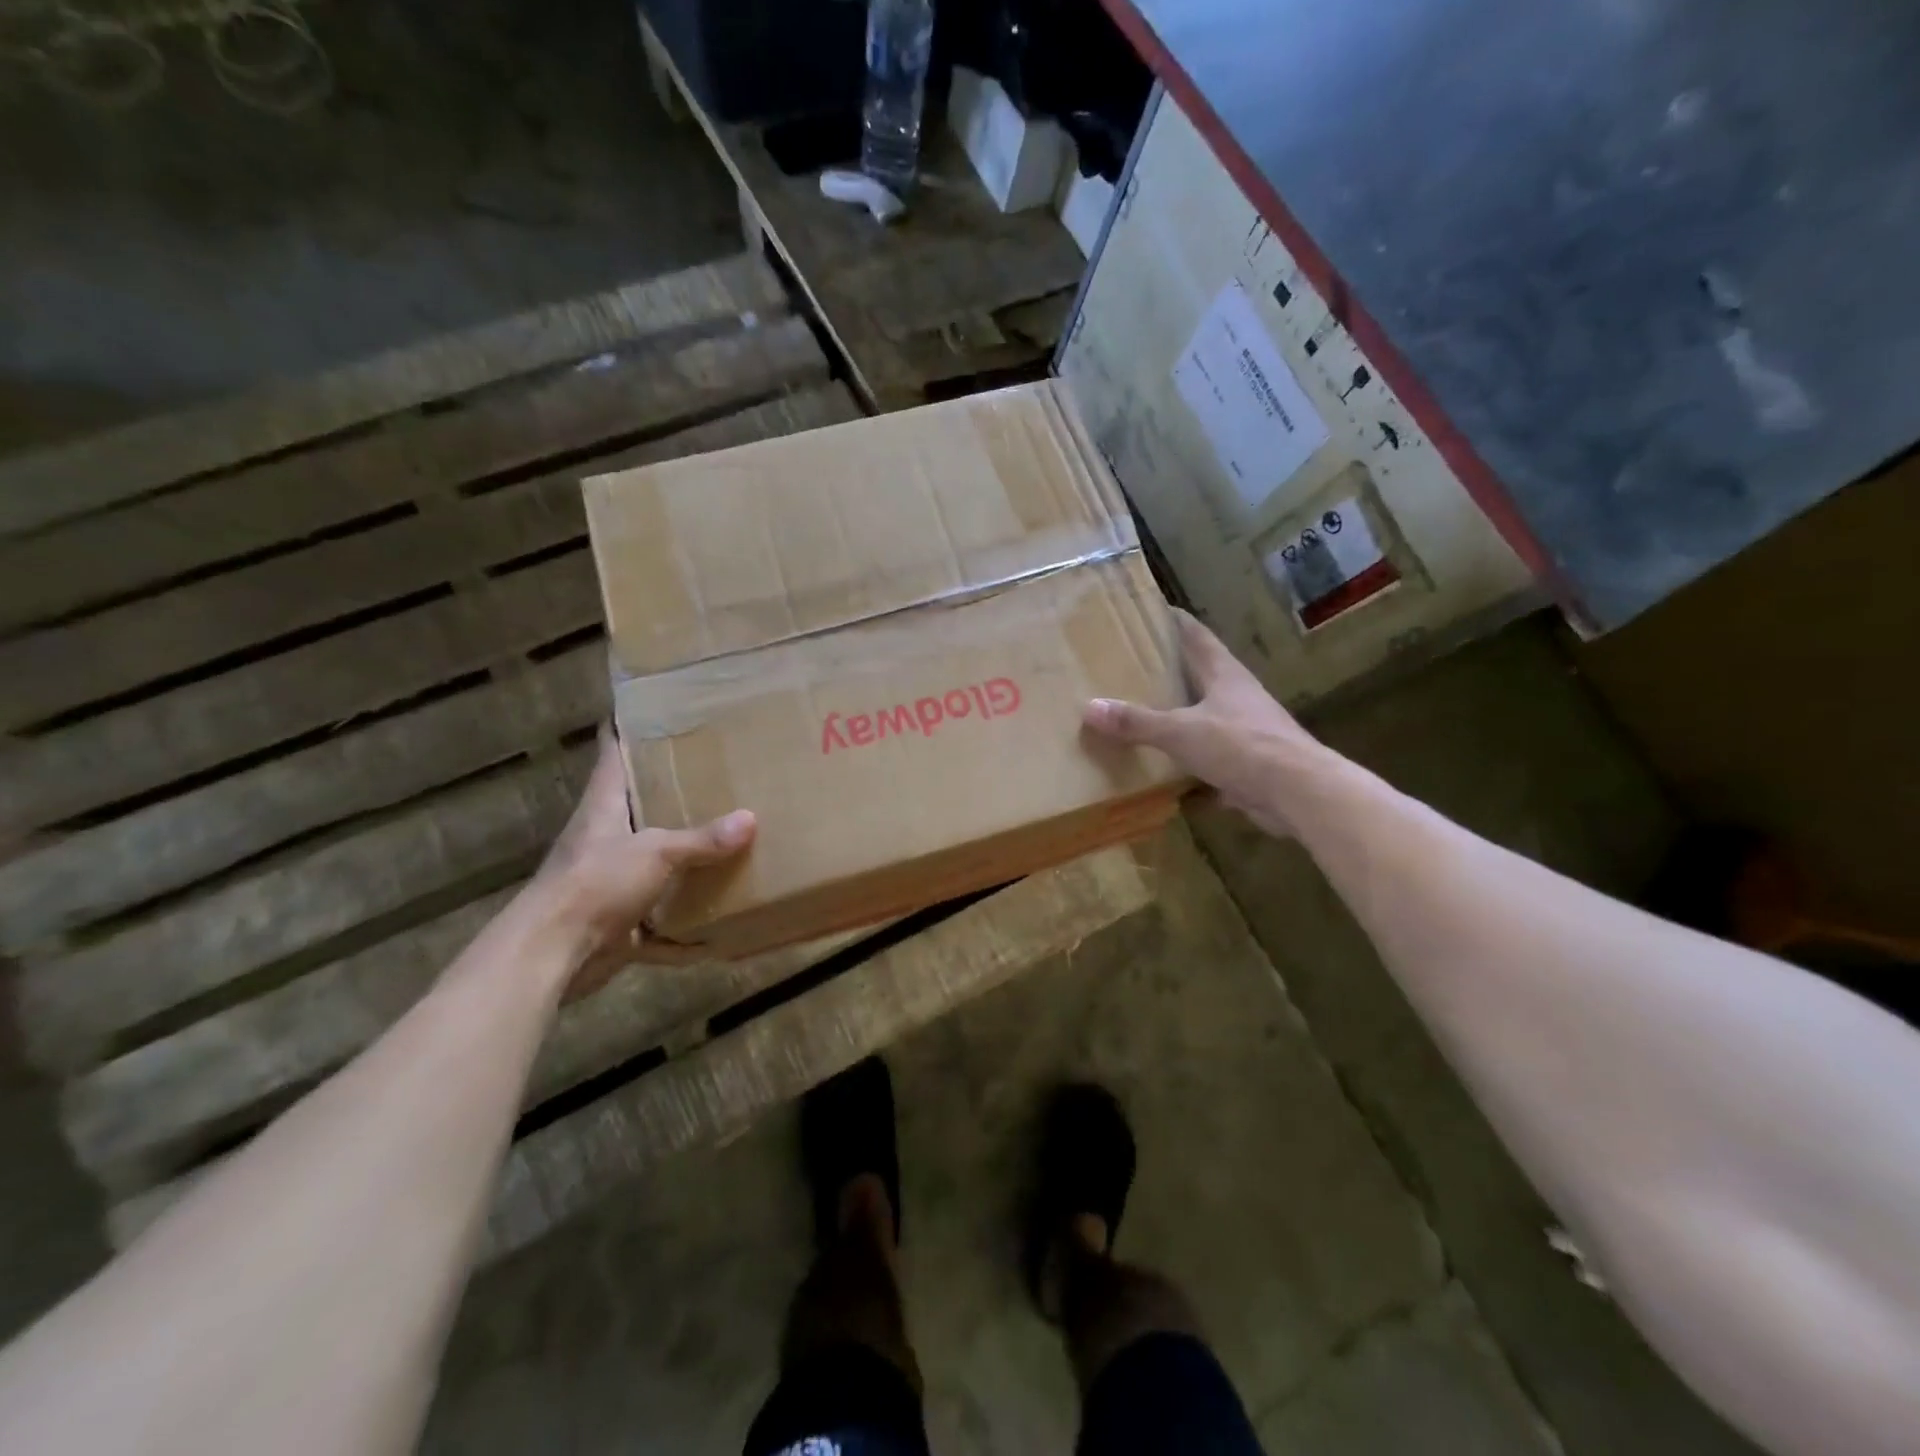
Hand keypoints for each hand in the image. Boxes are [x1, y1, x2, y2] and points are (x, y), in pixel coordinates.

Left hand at [532, 732, 754, 991]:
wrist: (551, 955)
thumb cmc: (595, 884)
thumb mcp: (655, 852)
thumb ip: (702, 839)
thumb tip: (750, 819)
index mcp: (604, 807)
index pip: (613, 754)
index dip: (626, 728)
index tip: (651, 709)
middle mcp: (605, 839)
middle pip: (637, 808)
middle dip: (671, 796)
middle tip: (714, 776)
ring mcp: (609, 883)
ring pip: (651, 865)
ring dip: (681, 865)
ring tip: (726, 845)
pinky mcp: (616, 923)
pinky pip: (658, 924)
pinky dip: (681, 935)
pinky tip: (713, 936)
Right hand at [1083, 609, 1321, 837]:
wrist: (1299, 793)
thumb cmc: (1242, 746)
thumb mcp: (1181, 731)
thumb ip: (1137, 722)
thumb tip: (1090, 708)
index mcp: (1224, 675)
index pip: (1196, 636)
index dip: (1175, 621)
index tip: (1151, 610)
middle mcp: (1237, 696)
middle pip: (1201, 675)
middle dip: (1171, 670)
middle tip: (1133, 666)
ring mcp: (1246, 731)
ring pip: (1206, 717)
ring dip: (1180, 717)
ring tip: (1143, 717)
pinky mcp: (1249, 764)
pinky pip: (1211, 758)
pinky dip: (1189, 763)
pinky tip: (1166, 773)